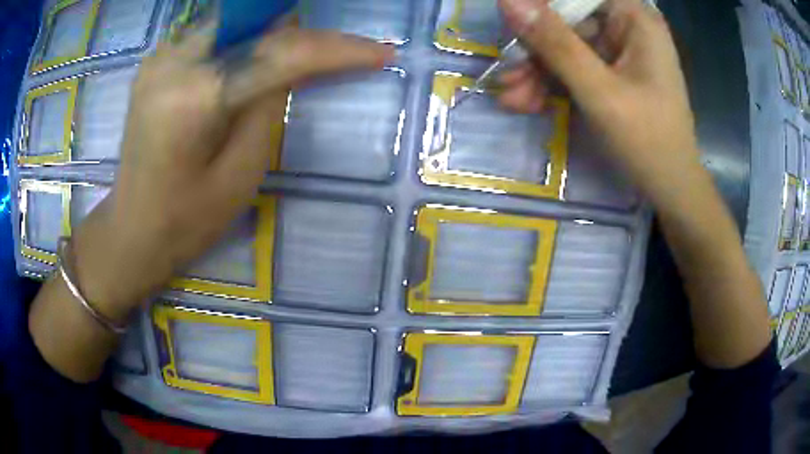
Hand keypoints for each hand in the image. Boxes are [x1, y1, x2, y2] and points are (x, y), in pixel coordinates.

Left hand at [71, 25, 392, 321]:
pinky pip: (211, 36)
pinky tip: (251, 64)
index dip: (335, 48)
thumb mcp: (242, 172)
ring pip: (234, 22)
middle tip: (337, 52)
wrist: (132, 230)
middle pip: (255, 22)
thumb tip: (293, 60)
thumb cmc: (187, 220)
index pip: (280, 52)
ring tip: (299, 57)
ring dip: (270, 34)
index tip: (381, 53)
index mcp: (194, 98)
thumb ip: (270, 103)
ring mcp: (159, 57)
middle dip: (300, 34)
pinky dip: (241, 42)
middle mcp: (172, 62)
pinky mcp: (156, 62)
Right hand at [497, 0, 699, 194]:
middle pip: (565, 18)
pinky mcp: (610, 70)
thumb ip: (555, 43)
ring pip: (563, 43)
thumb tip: (508, 0)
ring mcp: (618, 49)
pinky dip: (551, 82)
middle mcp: (626, 25)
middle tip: (507, 78)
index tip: (512, 27)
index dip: (539, 6)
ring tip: (512, 99)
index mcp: (634, 18)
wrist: (670, 189)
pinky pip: (572, 65)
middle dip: (534, 48)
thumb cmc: (649, 142)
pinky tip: (529, 102)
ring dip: (536, 70)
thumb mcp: (600, 92)